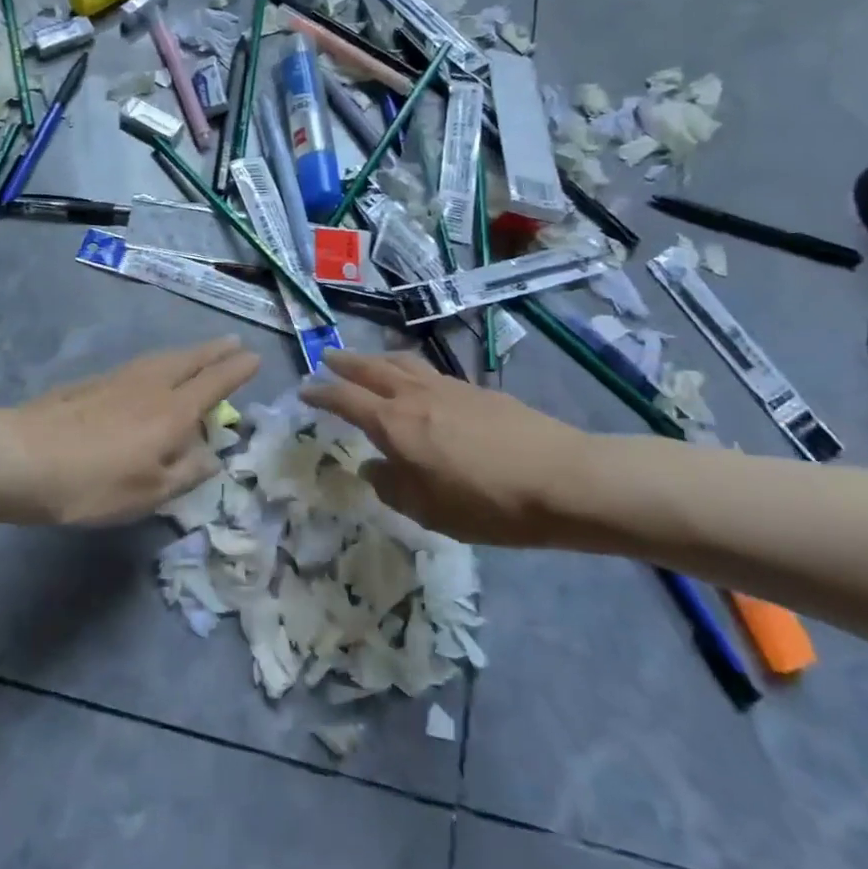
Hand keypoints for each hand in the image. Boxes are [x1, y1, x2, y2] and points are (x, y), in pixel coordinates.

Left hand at [2, 337, 260, 526]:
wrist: (23, 457)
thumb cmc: (95, 483)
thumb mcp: (151, 492)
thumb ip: (187, 472)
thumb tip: (214, 456)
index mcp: (173, 411)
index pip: (215, 383)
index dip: (238, 370)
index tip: (255, 357)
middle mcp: (152, 385)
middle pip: (191, 360)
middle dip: (215, 351)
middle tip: (234, 341)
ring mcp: (119, 378)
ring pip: (164, 358)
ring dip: (188, 352)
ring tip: (200, 352)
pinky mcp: (92, 382)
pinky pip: (141, 364)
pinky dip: (160, 362)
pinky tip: (152, 372)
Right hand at [300, 350, 592, 546]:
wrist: (563, 479)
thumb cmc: (487, 504)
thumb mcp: (428, 511)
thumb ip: (391, 486)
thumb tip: (373, 466)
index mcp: (395, 424)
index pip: (346, 399)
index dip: (321, 393)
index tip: (304, 389)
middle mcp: (416, 396)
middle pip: (372, 368)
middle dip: (346, 362)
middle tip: (328, 357)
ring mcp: (450, 387)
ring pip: (403, 362)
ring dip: (379, 359)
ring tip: (370, 361)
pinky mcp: (478, 390)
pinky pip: (431, 371)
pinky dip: (411, 369)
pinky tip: (419, 381)